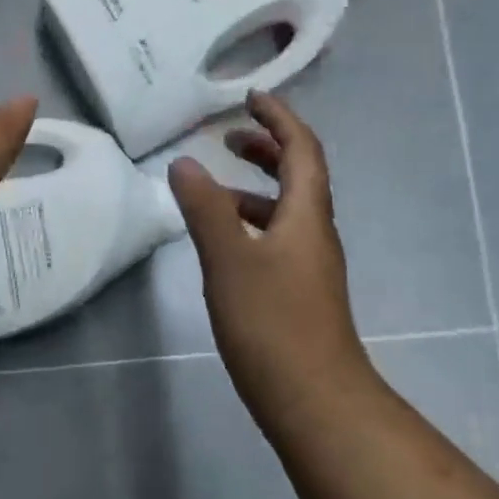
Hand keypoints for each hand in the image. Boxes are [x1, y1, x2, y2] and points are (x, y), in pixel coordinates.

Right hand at [168, 92, 378, 418]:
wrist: (312, 399)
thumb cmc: (272, 323)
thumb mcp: (230, 259)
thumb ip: (205, 209)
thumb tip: (184, 163)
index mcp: (306, 216)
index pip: (302, 151)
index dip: (279, 120)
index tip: (251, 98)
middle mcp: (313, 234)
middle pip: (299, 177)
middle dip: (267, 150)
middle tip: (230, 138)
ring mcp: (308, 266)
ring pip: (284, 211)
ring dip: (254, 188)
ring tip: (212, 189)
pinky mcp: (296, 293)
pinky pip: (274, 239)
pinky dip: (249, 224)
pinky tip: (221, 242)